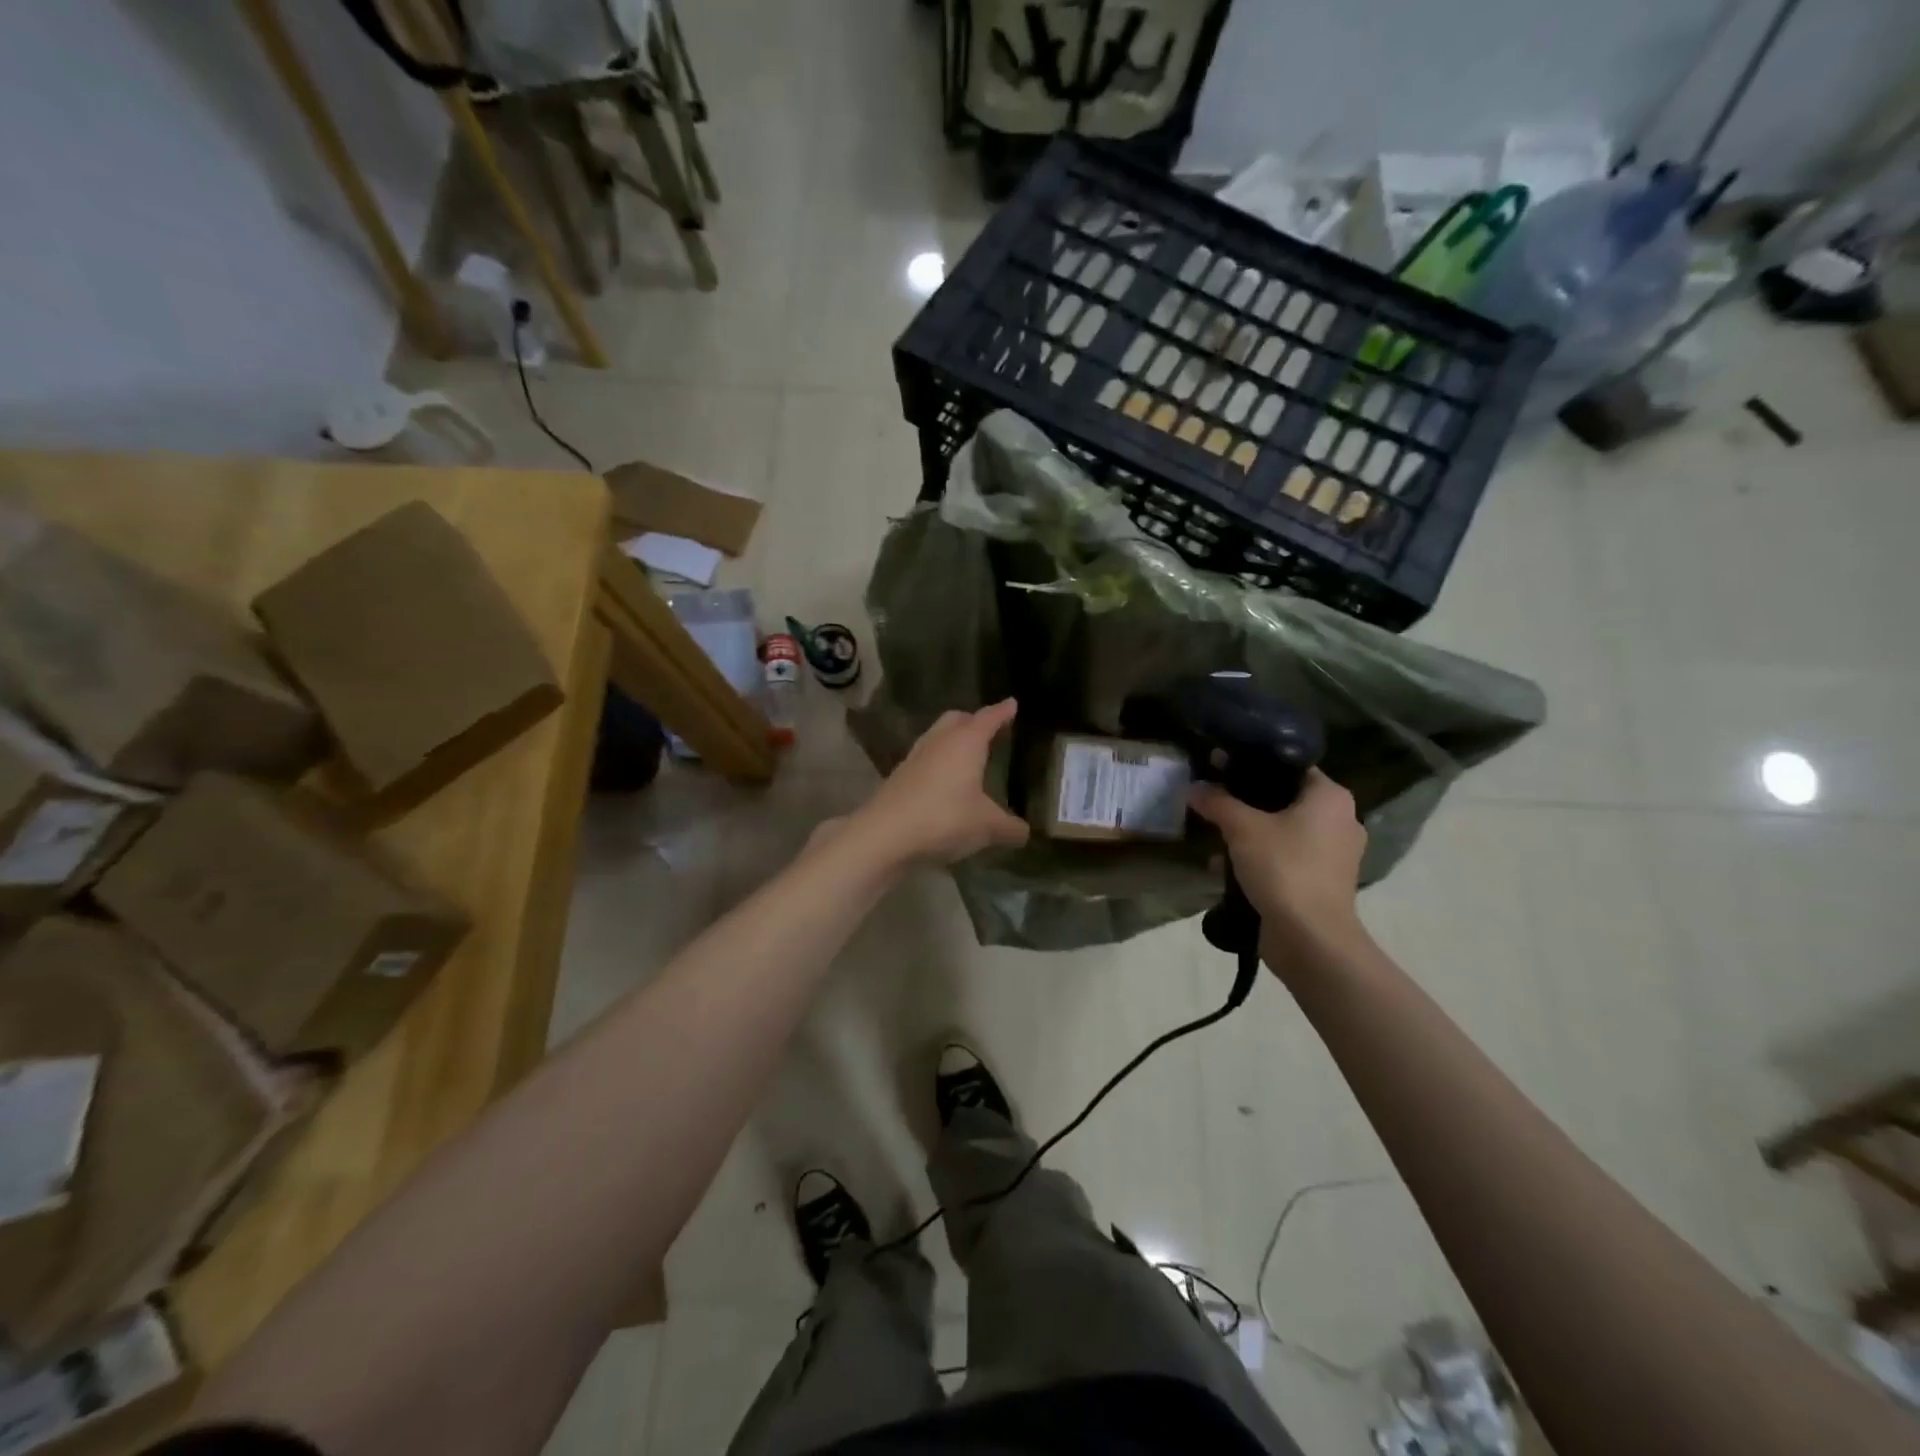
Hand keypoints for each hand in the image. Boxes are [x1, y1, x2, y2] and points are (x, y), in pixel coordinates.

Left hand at [850, 700, 1029, 866]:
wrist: (884, 835)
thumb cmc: (944, 819)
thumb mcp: (986, 827)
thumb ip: (1009, 827)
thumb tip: (1025, 832)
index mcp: (966, 742)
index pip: (988, 718)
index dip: (1002, 711)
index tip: (1012, 703)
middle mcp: (939, 742)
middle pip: (957, 719)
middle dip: (973, 720)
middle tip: (988, 728)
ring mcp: (915, 758)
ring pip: (937, 737)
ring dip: (952, 741)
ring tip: (966, 756)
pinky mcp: (899, 778)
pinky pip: (925, 760)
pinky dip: (938, 764)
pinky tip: (945, 783)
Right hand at [1188, 768, 1367, 962]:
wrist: (1310, 938)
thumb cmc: (1283, 868)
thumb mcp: (1241, 828)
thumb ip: (1217, 802)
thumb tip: (1193, 787)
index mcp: (1330, 797)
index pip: (1290, 765)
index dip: (1252, 763)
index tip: (1220, 766)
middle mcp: (1341, 820)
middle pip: (1285, 798)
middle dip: (1247, 802)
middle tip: (1214, 799)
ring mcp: (1335, 854)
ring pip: (1284, 830)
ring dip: (1250, 833)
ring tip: (1215, 836)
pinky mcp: (1323, 882)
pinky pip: (1286, 857)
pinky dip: (1261, 858)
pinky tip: (1227, 866)